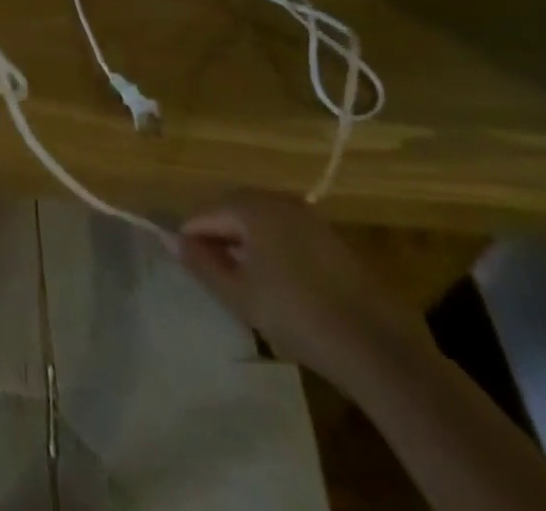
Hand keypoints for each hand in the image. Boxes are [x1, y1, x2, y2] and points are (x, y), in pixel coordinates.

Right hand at [177, 189, 427, 390]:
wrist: (377, 347)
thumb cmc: (296, 315)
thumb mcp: (239, 294)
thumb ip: (201, 263)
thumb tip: (168, 238)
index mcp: (250, 205)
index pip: (204, 214)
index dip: (191, 240)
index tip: (190, 269)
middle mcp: (277, 199)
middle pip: (232, 210)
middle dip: (219, 238)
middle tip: (215, 276)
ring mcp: (308, 216)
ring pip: (260, 221)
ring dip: (246, 244)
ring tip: (244, 282)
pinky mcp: (330, 238)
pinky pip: (285, 232)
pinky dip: (272, 249)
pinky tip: (279, 284)